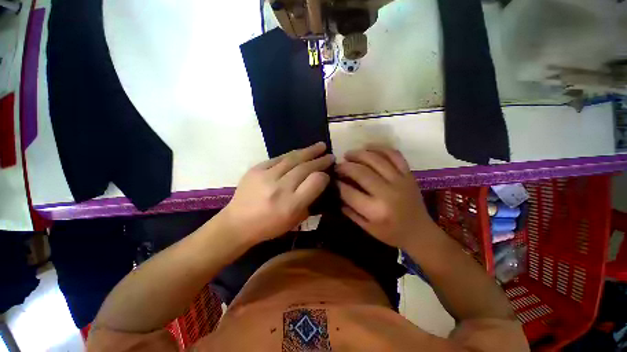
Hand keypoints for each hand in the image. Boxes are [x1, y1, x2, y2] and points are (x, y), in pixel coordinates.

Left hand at [221, 142, 333, 245]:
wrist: (237, 223)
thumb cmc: (269, 226)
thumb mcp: (295, 220)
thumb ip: (309, 201)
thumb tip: (319, 182)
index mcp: (291, 205)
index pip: (315, 182)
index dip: (324, 176)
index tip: (327, 174)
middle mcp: (280, 188)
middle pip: (305, 168)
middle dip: (320, 160)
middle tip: (330, 155)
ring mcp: (266, 176)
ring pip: (292, 158)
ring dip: (308, 151)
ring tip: (320, 146)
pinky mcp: (256, 169)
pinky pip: (278, 158)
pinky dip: (291, 155)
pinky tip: (300, 152)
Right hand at [336, 145, 434, 249]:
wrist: (419, 232)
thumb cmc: (390, 233)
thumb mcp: (366, 228)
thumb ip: (349, 210)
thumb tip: (336, 191)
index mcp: (375, 211)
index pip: (349, 192)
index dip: (337, 183)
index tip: (332, 179)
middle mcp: (387, 193)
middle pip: (361, 172)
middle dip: (345, 166)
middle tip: (337, 165)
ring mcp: (400, 181)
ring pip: (376, 159)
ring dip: (358, 154)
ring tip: (348, 154)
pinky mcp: (409, 174)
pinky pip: (394, 155)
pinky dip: (380, 148)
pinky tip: (368, 147)